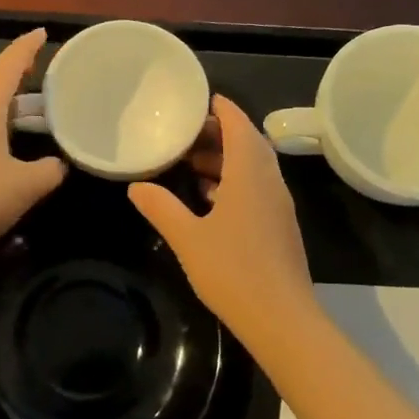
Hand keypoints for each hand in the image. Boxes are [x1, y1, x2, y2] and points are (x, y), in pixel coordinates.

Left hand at [0, 29, 65, 260]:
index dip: (26, 47)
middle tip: (45, 76)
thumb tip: (59, 165)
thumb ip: (51, 170)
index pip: (8, 65)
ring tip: (33, 113)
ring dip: (7, 107)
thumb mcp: (28, 185)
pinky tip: (7, 147)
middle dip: (19, 78)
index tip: (41, 33)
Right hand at [129, 95, 318, 352]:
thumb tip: (136, 187)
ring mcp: (278, 206)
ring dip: (226, 159)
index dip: (223, 109)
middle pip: (249, 144)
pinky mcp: (279, 227)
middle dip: (220, 133)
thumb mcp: (188, 238)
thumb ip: (161, 208)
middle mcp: (269, 183)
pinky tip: (209, 198)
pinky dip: (234, 181)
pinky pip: (257, 189)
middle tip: (186, 133)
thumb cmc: (233, 271)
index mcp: (250, 175)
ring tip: (191, 163)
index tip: (203, 99)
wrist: (282, 319)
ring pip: (254, 168)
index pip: (240, 126)